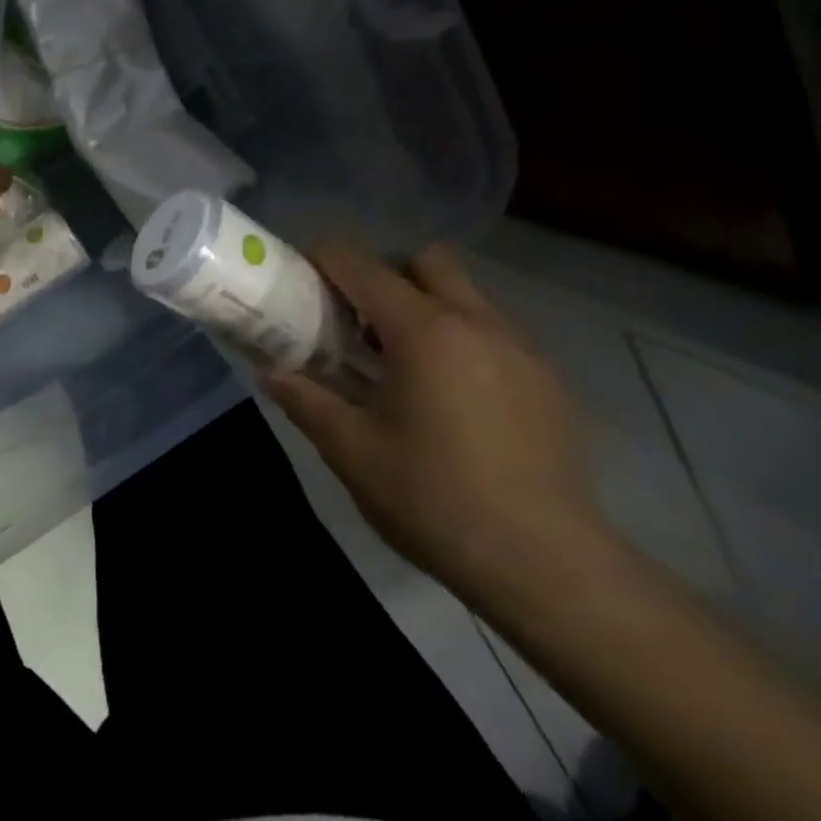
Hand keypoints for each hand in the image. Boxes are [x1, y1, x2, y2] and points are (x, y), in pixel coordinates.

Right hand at [265, 244, 604, 602]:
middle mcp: (477, 323)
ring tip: (403, 367)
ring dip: (427, 309)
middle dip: (387, 276)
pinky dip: (463, 343)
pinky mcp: (549, 382)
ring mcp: (522, 350)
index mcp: (423, 331)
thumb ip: (306, 401)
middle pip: (426, 262)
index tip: (300, 276)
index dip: (324, 259)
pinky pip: (496, 335)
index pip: (363, 265)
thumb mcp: (351, 450)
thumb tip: (272, 374)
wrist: (543, 561)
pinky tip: (453, 402)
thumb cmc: (432, 498)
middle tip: (359, 324)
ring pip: (467, 297)